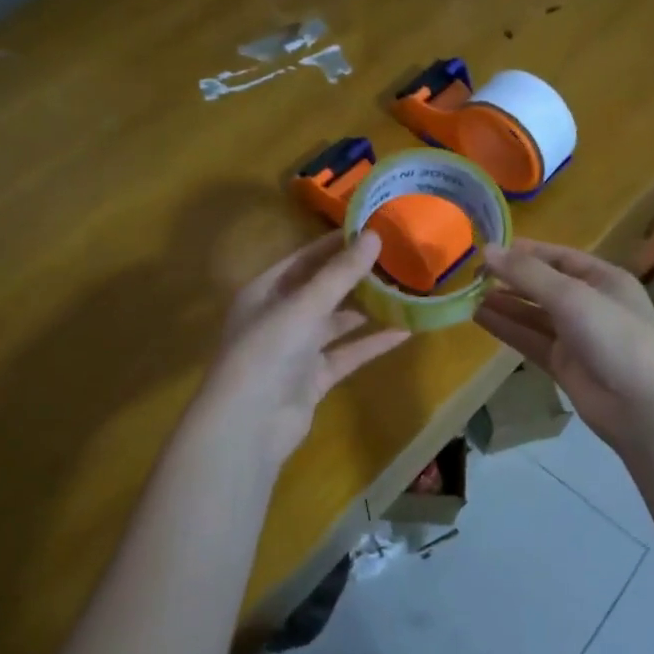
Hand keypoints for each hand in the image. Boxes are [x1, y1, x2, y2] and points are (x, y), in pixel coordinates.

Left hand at [202, 230, 409, 466]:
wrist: (249, 424)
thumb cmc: (268, 351)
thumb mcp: (304, 305)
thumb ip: (340, 273)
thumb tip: (374, 235)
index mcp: (264, 291)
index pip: (304, 259)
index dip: (335, 244)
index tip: (372, 229)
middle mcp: (279, 316)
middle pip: (322, 289)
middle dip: (356, 276)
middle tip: (396, 259)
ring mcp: (296, 349)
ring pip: (337, 322)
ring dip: (367, 309)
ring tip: (404, 290)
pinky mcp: (313, 378)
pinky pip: (347, 353)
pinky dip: (372, 343)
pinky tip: (404, 331)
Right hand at [476, 240, 653, 452]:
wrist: (643, 407)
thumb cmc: (615, 337)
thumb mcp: (572, 296)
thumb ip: (528, 274)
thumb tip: (486, 250)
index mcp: (604, 280)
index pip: (561, 257)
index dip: (527, 252)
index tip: (490, 251)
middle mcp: (591, 305)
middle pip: (545, 286)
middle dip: (512, 279)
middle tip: (472, 275)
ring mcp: (577, 337)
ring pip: (534, 315)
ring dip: (505, 304)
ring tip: (469, 295)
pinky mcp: (564, 365)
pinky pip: (530, 340)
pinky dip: (507, 329)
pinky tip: (480, 318)